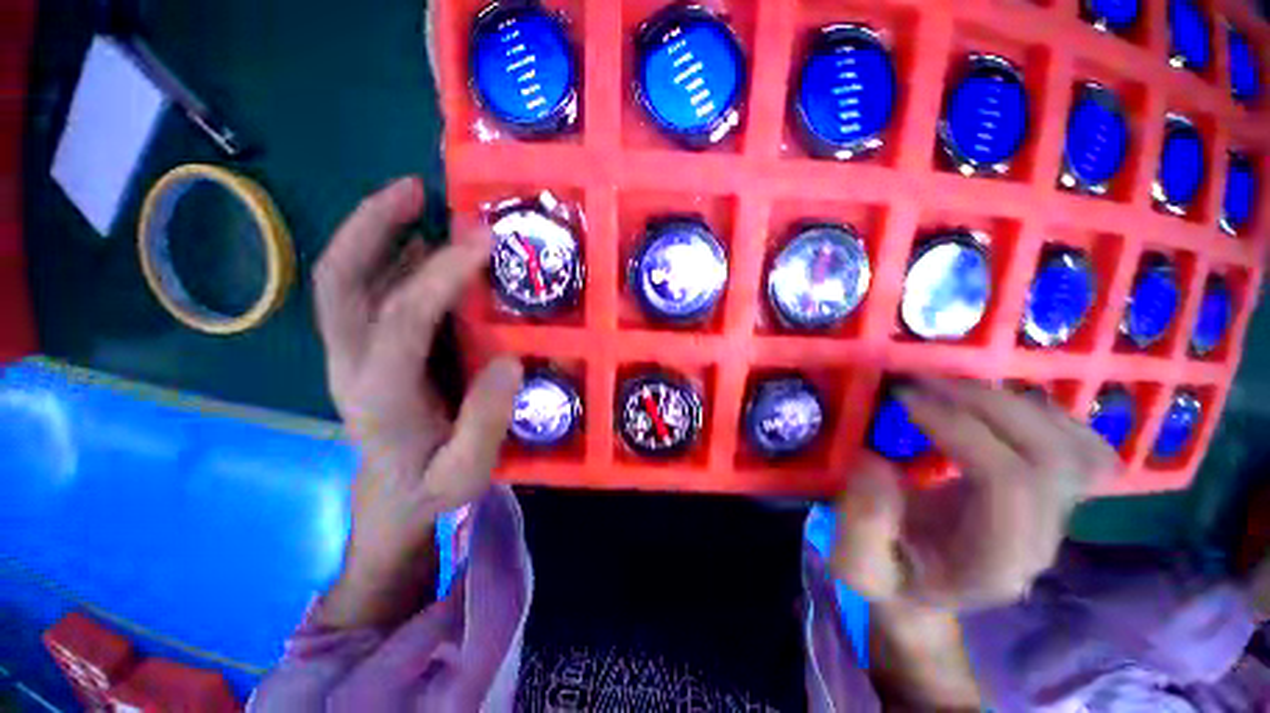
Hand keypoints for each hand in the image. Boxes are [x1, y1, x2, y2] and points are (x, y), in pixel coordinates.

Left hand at [313, 177, 521, 626]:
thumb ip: (486, 423)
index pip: (401, 320)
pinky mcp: (364, 349)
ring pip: (346, 280)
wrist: (393, 498)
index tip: (483, 243)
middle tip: (415, 190)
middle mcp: (351, 364)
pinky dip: (388, 256)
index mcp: (381, 395)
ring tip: (419, 198)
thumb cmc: (431, 487)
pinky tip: (422, 242)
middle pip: (339, 283)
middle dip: (370, 227)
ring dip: (376, 232)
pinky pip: (365, 292)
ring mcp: (351, 353)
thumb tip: (509, 359)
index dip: (440, 276)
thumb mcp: (467, 472)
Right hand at [832, 377, 1118, 610]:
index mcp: (995, 561)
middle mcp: (1042, 538)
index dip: (961, 429)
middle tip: (926, 382)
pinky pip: (1080, 445)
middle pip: (1052, 456)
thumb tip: (874, 461)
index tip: (904, 399)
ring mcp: (1058, 515)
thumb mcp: (857, 563)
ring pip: (1076, 446)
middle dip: (987, 405)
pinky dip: (1044, 413)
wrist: (925, 589)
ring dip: (1014, 403)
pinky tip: (994, 404)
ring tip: (952, 388)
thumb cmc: (892, 577)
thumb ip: (861, 523)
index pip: (1009, 483)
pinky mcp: (1056, 495)